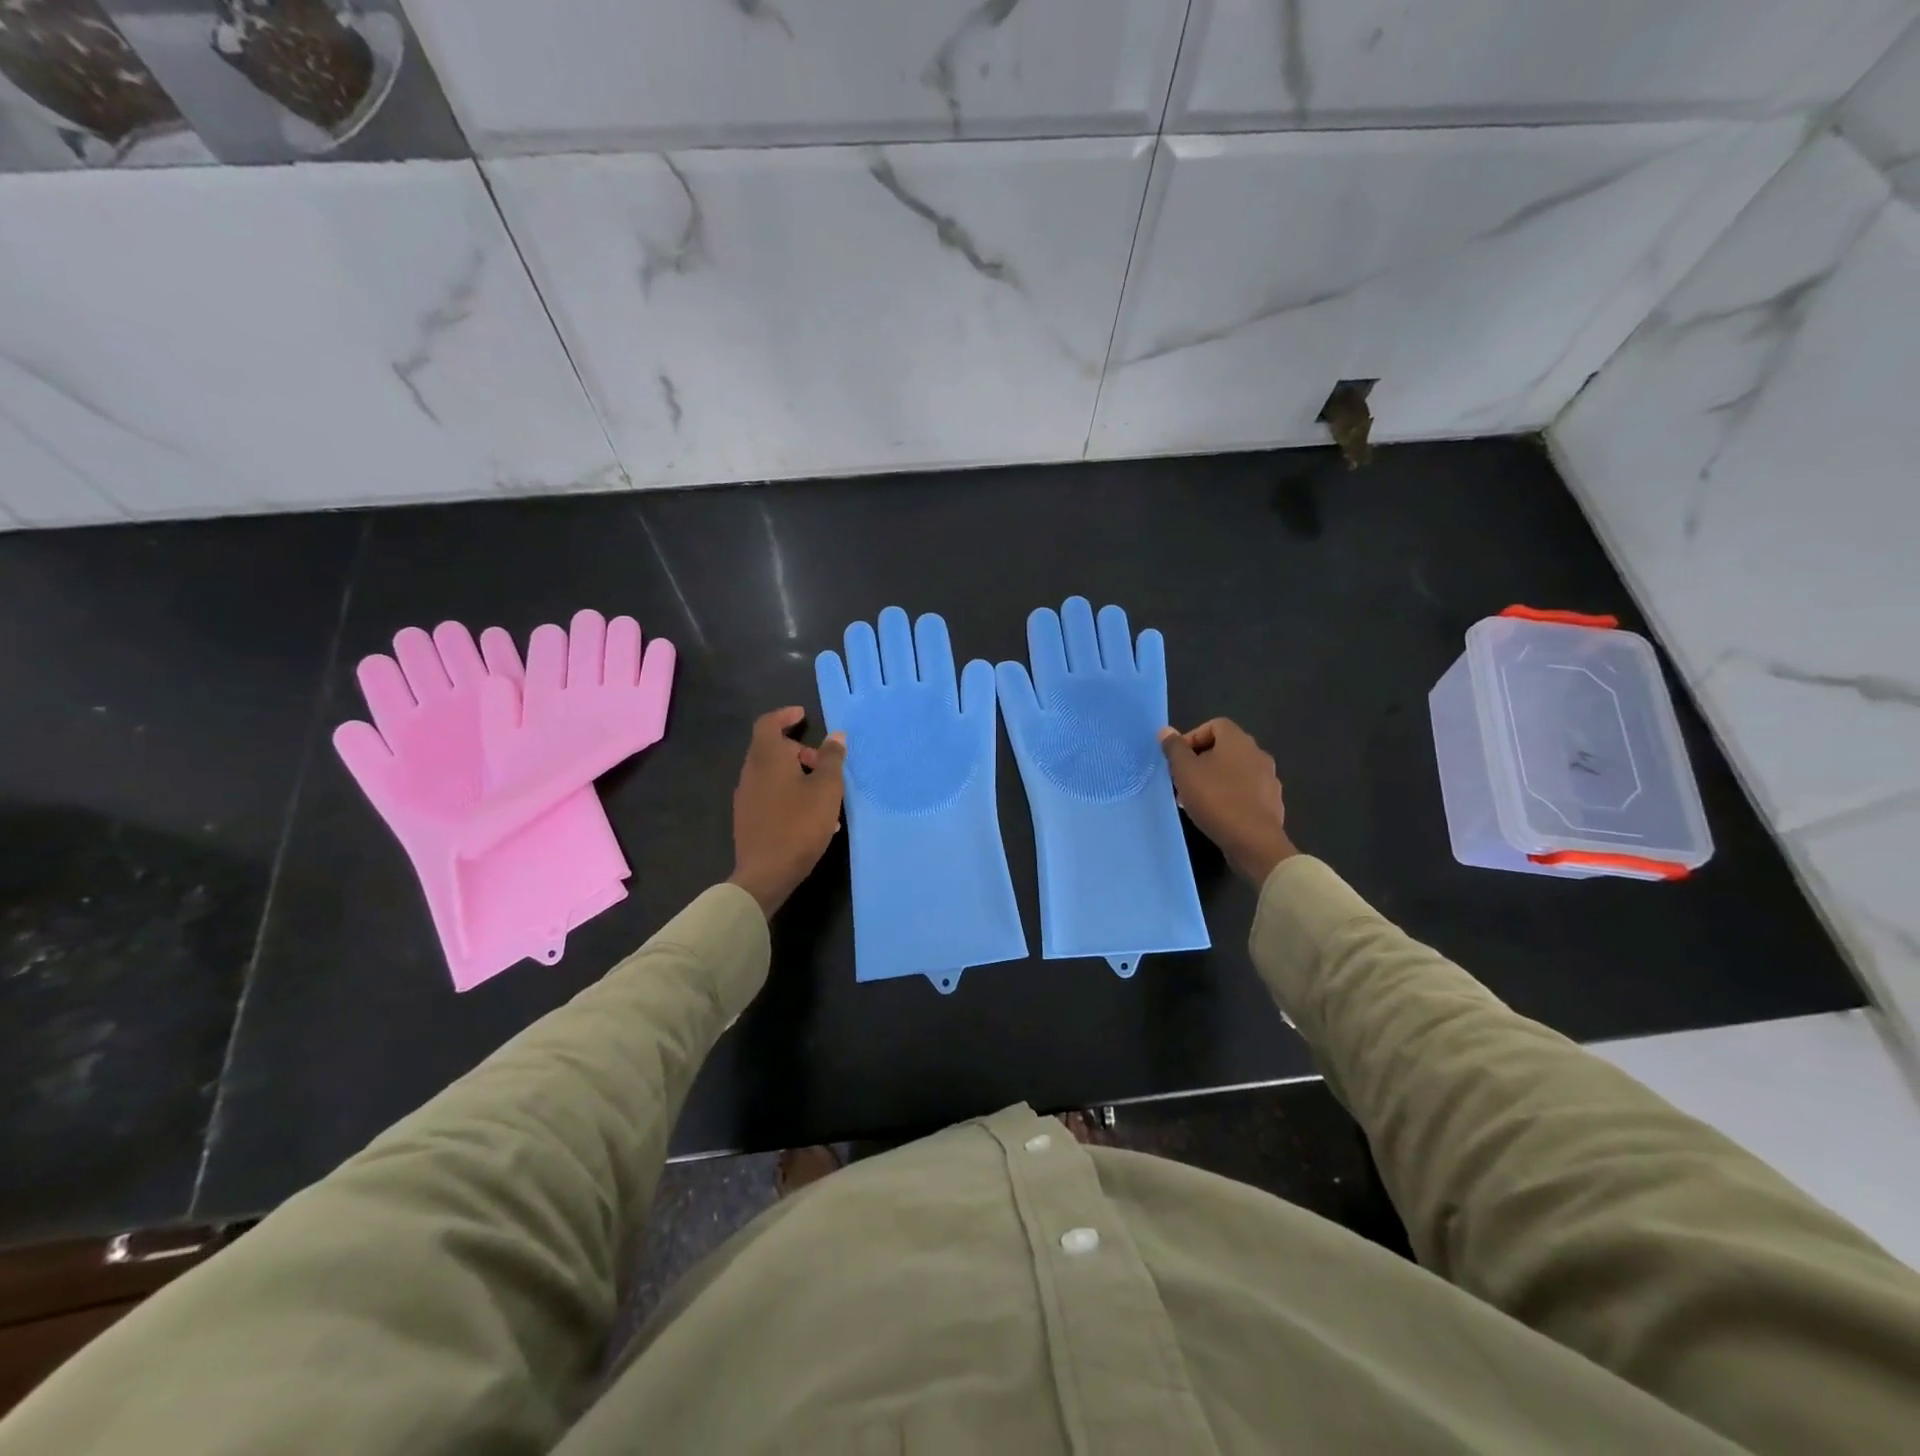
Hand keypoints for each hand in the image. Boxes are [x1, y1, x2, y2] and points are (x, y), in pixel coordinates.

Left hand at [729, 707, 846, 918]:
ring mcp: (746, 797)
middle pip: (772, 749)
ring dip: (797, 775)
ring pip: (773, 774)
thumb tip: (836, 736)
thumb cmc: (799, 824)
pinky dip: (790, 794)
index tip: (803, 715)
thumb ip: (832, 759)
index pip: (769, 723)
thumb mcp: (826, 789)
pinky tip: (811, 817)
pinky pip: (770, 794)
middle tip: (824, 764)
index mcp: (767, 758)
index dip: (785, 715)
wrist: (766, 873)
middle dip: (799, 751)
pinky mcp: (748, 818)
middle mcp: (751, 772)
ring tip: (824, 795)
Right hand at [1158, 719, 1295, 885]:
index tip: (1178, 759)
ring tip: (1196, 800)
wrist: (1253, 841)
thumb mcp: (1185, 772)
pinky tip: (1217, 814)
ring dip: (1215, 779)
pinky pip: (1246, 791)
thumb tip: (1166, 731)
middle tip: (1183, 780)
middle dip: (1201, 761)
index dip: (1193, 737)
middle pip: (1225, 748)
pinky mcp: (1272, 802)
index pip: (1215, 725)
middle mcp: (1258, 754)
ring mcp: (1269, 779)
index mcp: (1238, 741)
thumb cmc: (1215, 799)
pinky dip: (1230, 796)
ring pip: (1235, 771)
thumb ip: (1174, 749)